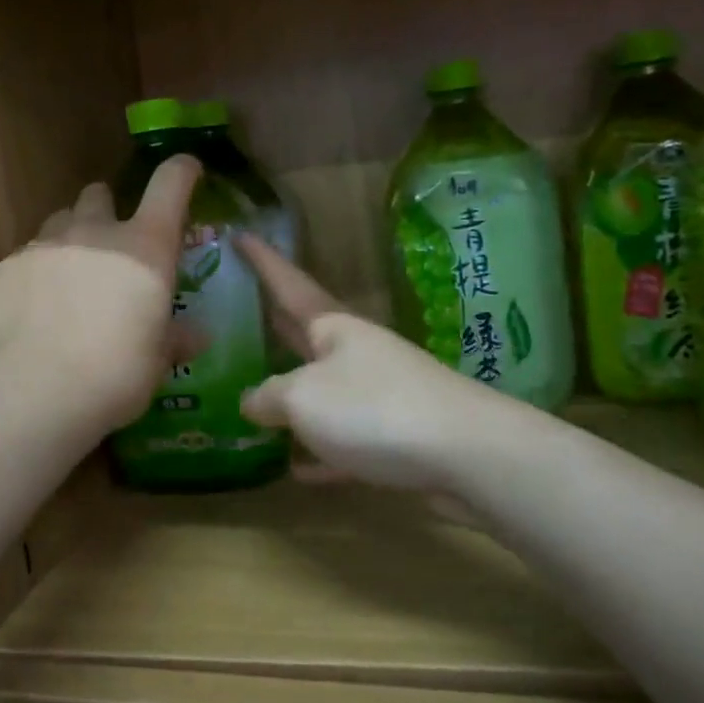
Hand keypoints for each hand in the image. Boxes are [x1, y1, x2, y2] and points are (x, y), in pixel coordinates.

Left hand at [0, 157, 200, 433]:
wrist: (37, 392)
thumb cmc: (117, 373)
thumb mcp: (158, 360)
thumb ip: (176, 338)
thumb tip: (197, 335)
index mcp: (145, 247)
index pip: (170, 184)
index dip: (182, 171)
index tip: (188, 171)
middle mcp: (96, 232)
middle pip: (99, 194)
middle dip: (107, 209)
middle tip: (111, 244)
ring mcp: (45, 245)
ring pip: (60, 221)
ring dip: (71, 239)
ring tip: (69, 278)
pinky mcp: (5, 268)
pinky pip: (26, 258)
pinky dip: (36, 274)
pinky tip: (34, 311)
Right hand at [237, 235, 501, 496]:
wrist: (466, 454)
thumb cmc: (373, 408)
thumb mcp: (303, 398)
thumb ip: (269, 397)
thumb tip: (252, 401)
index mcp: (334, 328)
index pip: (288, 285)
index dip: (263, 262)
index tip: (241, 234)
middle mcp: (356, 353)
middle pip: (305, 334)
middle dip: (273, 324)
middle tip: (237, 308)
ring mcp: (379, 394)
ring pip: (324, 390)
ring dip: (293, 395)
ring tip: (253, 400)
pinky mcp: (395, 437)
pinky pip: (345, 441)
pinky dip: (320, 451)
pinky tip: (296, 468)